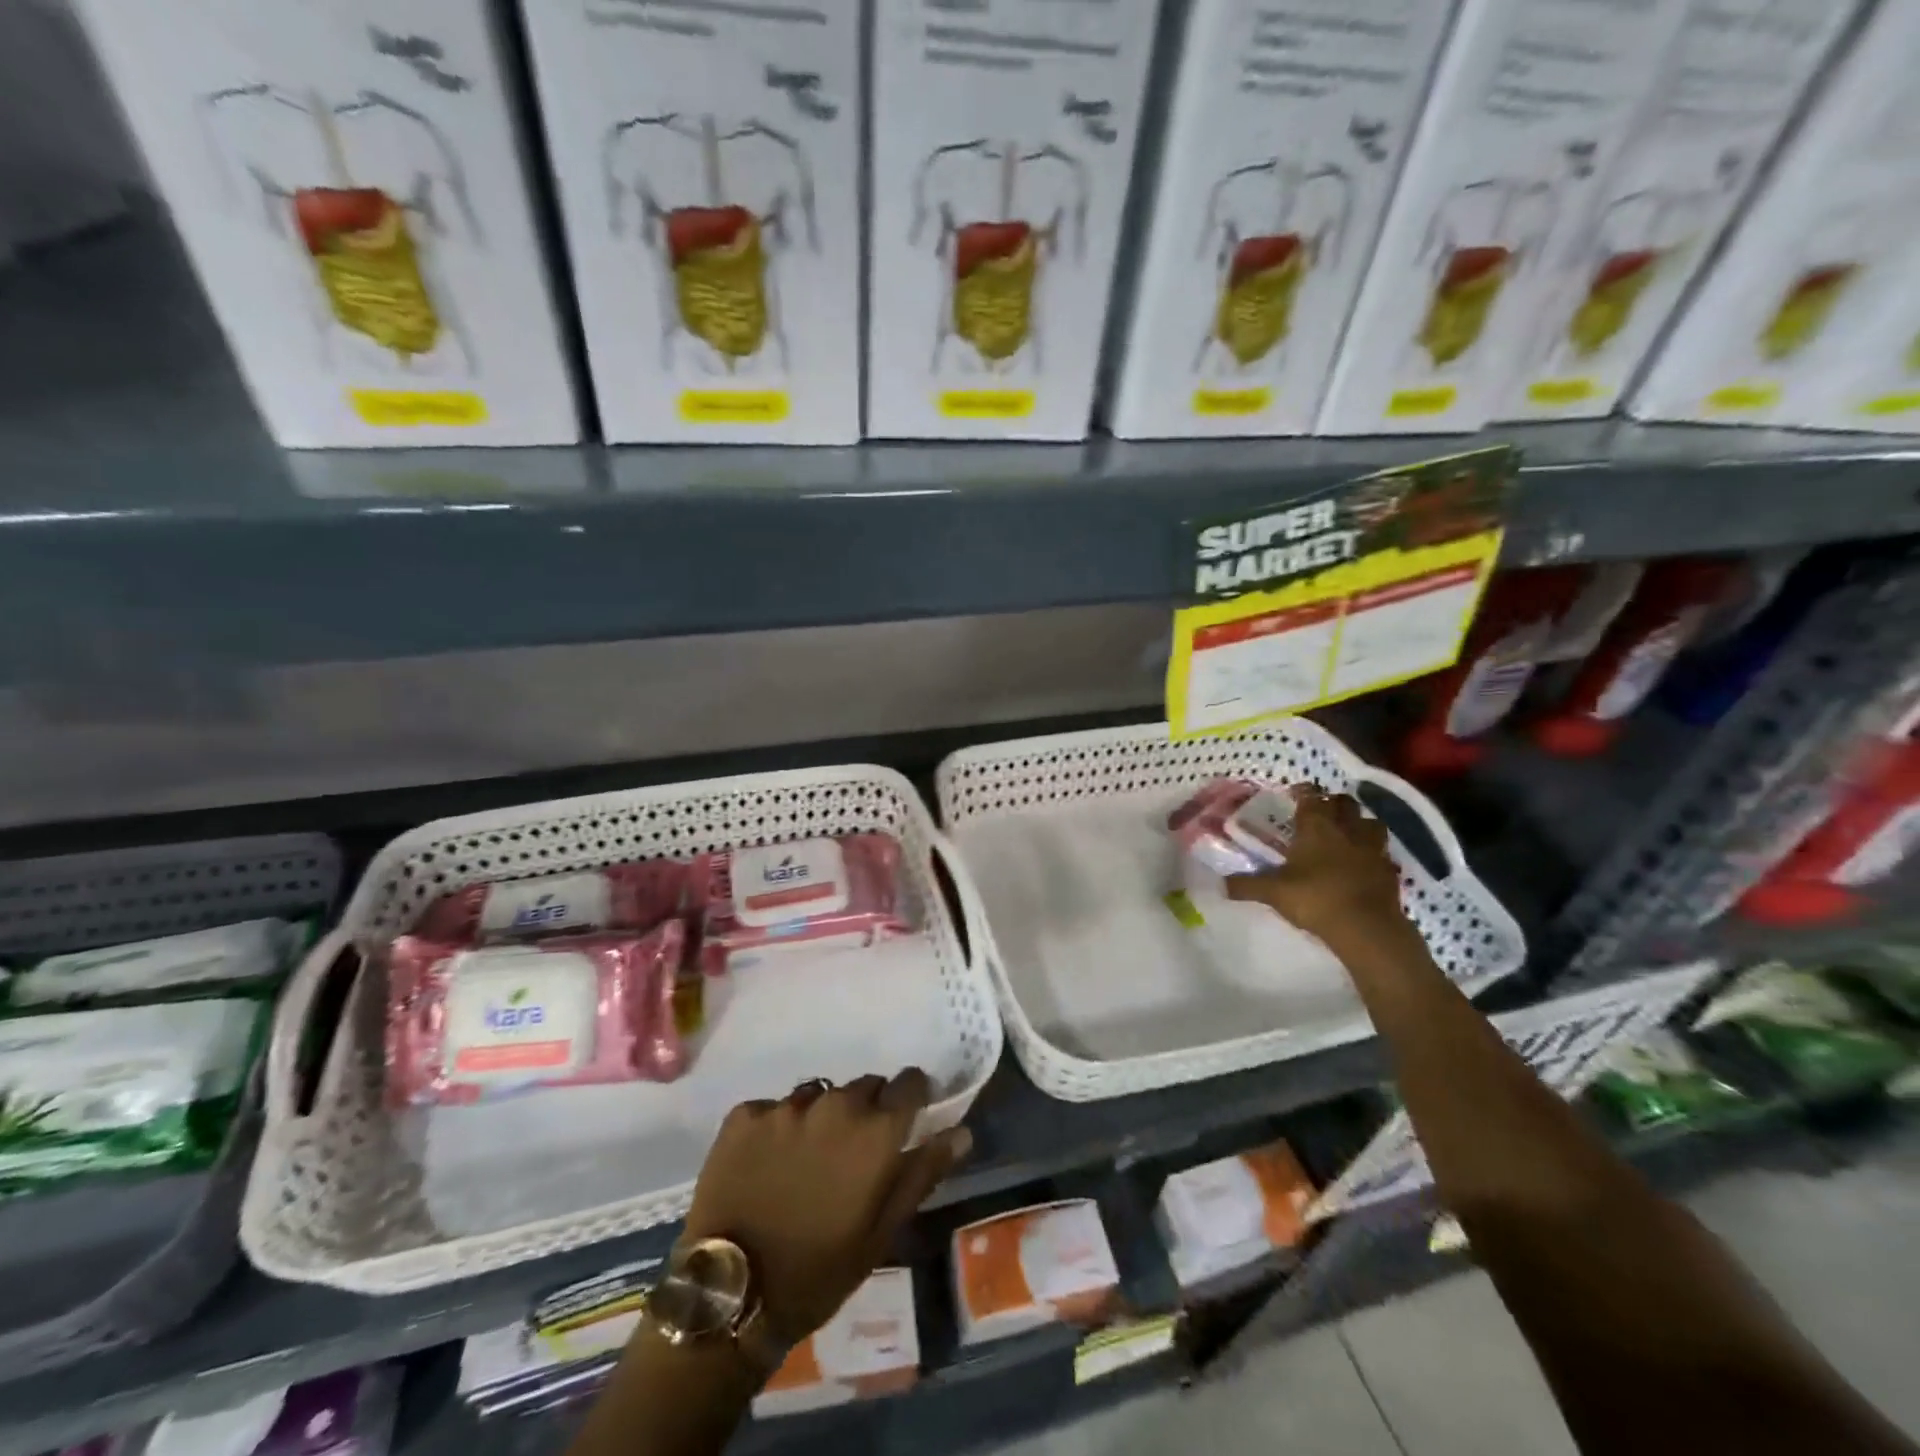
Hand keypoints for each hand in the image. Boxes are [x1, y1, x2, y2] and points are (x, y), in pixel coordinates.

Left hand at [683, 1069, 970, 1343]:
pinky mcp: (745, 1114)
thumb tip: (961, 1131)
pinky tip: (767, 1165)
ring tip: (807, 1161)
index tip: (908, 1115)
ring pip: (818, 1095)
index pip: (910, 1082)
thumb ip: (922, 1173)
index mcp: (875, 1131)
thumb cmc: (819, 1270)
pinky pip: (773, 1108)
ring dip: (822, 1117)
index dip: (913, 1096)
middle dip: (866, 1111)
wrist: (729, 1295)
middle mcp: (835, 1105)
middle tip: (853, 1154)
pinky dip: (777, 1129)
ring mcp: (786, 1106)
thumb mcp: (882, 1232)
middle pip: (863, 1087)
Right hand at [1226, 788, 1411, 955]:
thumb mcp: (1273, 893)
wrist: (1367, 928)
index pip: (1310, 797)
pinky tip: (1363, 862)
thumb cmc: (1315, 899)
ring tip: (1347, 832)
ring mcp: (1372, 849)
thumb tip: (1219, 884)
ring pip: (1370, 823)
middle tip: (1320, 811)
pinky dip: (1372, 852)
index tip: (1294, 793)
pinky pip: (1381, 852)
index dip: (1303, 792)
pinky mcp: (1389, 871)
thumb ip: (1246, 885)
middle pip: (1344, 803)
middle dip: (1333, 802)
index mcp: (1316, 827)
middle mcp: (1346, 830)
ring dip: (1359, 823)